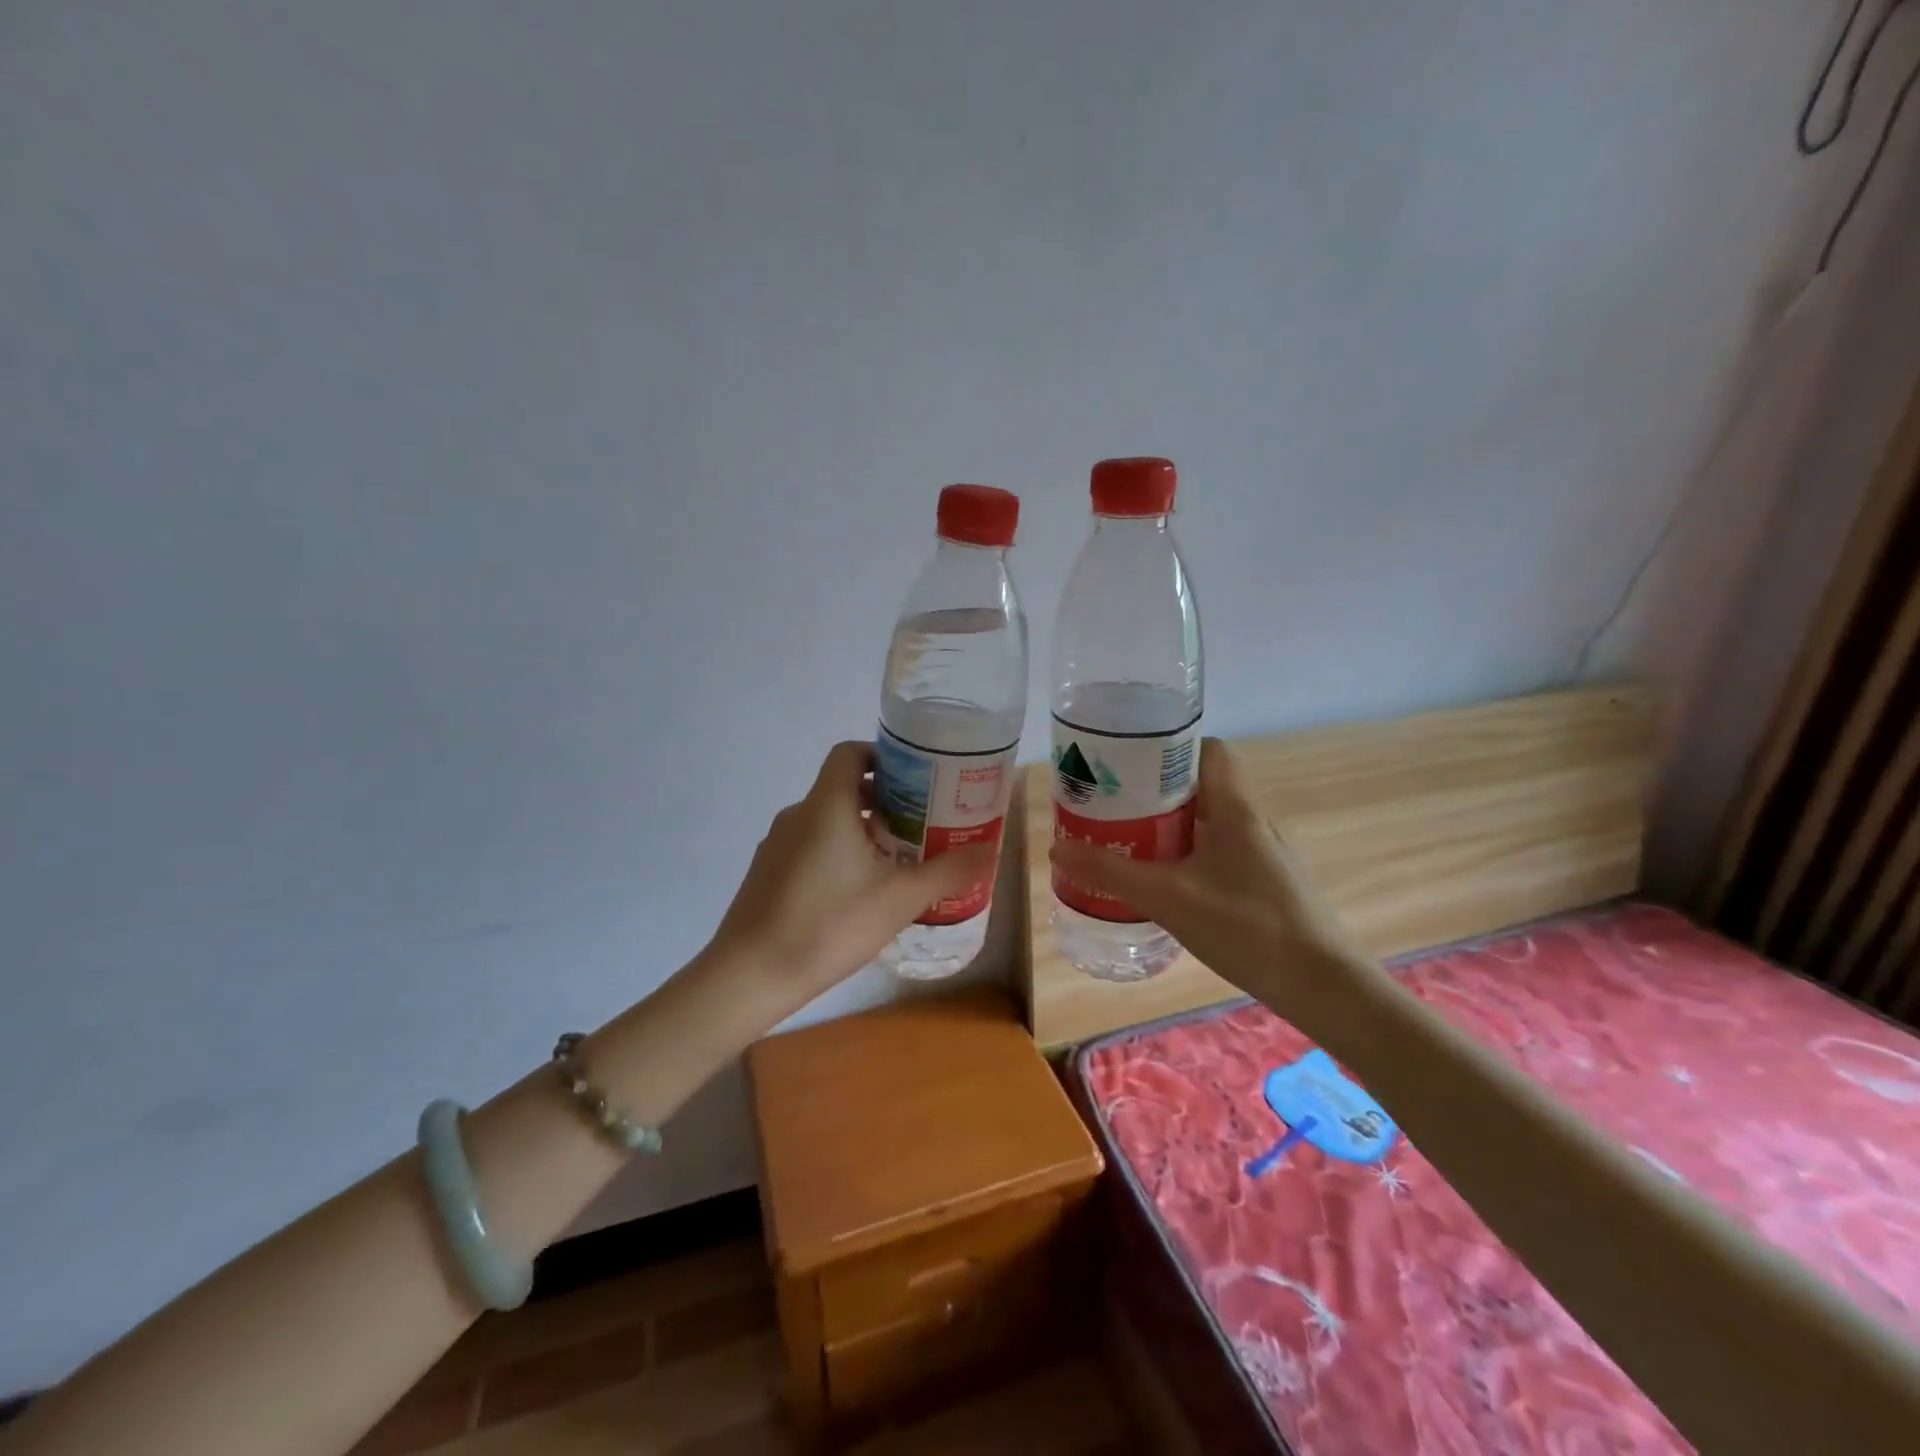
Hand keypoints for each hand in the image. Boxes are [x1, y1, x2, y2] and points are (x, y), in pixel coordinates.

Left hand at [707, 740, 997, 1016]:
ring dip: (864, 830)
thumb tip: (989, 850)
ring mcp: (777, 845)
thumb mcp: (899, 898)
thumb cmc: (829, 924)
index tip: (917, 779)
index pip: (850, 753)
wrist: (749, 976)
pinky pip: (811, 846)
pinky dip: (839, 853)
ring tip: (898, 861)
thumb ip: (947, 872)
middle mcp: (798, 814)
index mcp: (826, 805)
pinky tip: (859, 893)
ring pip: (828, 820)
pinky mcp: (768, 873)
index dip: (883, 756)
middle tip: (923, 824)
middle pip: (844, 787)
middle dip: (886, 800)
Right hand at [1049, 738, 1363, 1006]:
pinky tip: (1167, 882)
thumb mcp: (1168, 897)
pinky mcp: (1268, 882)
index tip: (1129, 762)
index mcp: (1235, 807)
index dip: (1170, 747)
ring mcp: (1265, 853)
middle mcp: (1254, 820)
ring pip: (1211, 820)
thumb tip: (1057, 848)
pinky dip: (1191, 854)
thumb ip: (1112, 872)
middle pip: (1203, 784)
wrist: (1322, 986)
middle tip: (1114, 804)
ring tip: (1130, 839)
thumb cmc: (1247, 926)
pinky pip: (1222, 850)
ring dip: (1172, 824)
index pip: (1209, 749)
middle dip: (1157, 790)